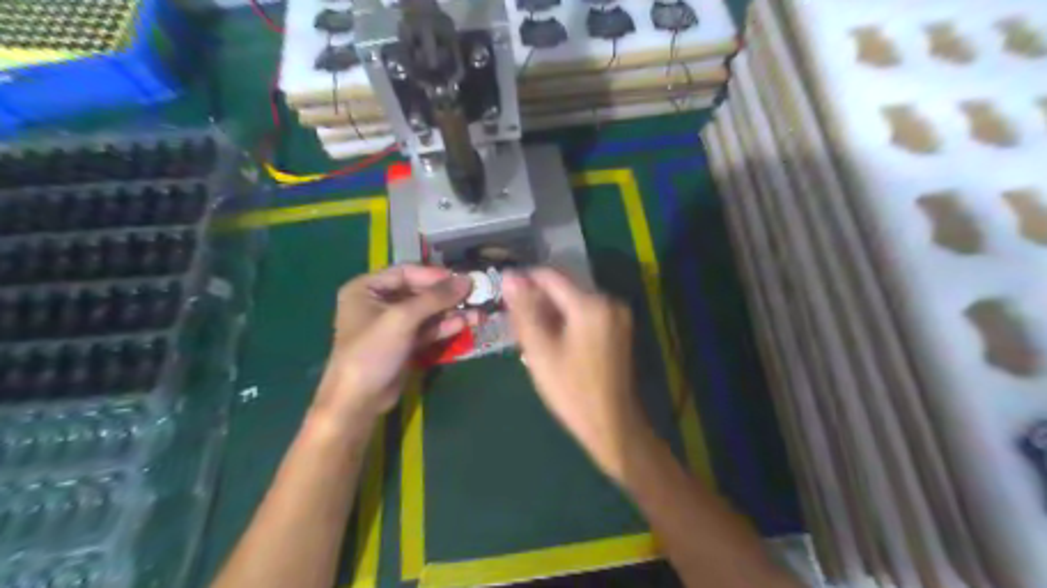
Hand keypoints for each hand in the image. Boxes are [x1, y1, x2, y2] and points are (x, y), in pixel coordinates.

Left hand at [313, 265, 472, 422]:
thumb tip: (467, 280)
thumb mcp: (402, 319)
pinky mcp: (405, 342)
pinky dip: (446, 326)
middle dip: (447, 295)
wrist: (359, 400)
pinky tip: (466, 323)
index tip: (462, 279)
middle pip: (419, 291)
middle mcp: (379, 302)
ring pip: (427, 311)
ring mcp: (393, 324)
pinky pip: (428, 328)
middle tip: (475, 294)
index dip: (435, 275)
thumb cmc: (372, 351)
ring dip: (451, 311)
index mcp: (366, 288)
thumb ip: (435, 298)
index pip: (406, 272)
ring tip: (478, 312)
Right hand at [502, 268, 651, 481]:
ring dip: (550, 312)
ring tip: (532, 337)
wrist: (612, 425)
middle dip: (537, 300)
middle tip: (517, 325)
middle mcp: (609, 300)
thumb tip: (509, 276)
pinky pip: (586, 313)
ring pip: (573, 301)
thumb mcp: (541, 350)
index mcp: (591, 304)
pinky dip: (567, 321)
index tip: (503, 296)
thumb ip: (524, 310)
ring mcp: (617, 314)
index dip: (524, 281)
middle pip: (563, 288)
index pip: (550, 276)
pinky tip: (553, 341)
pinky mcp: (619, 328)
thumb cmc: (571, 390)